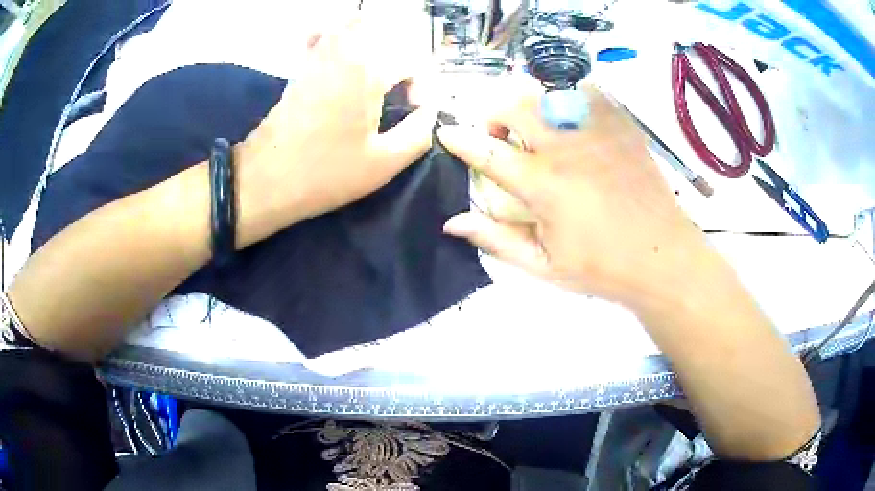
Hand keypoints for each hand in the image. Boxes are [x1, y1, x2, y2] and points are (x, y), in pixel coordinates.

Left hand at [234, 8, 435, 246]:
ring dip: (374, 43)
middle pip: (388, 36)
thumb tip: (430, 112)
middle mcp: (345, 53)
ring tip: (377, 75)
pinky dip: (335, 36)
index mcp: (369, 73)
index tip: (414, 115)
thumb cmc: (325, 175)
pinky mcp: (301, 67)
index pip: (415, 61)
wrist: (265, 181)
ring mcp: (318, 56)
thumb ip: (419, 133)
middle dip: (403, 63)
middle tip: (399, 95)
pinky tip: (341, 56)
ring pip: (353, 26)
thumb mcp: (384, 163)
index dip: (424, 87)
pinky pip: (321, 35)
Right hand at [438, 81, 708, 307]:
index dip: (460, 139)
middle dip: (496, 115)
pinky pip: (586, 93)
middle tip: (504, 139)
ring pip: (548, 92)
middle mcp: (567, 148)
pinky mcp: (622, 126)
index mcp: (544, 185)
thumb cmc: (602, 267)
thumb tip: (453, 222)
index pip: (488, 152)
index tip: (445, 132)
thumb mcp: (544, 266)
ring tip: (540, 130)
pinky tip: (574, 125)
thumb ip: (496, 240)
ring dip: (532, 105)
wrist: (663, 257)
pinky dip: (568, 100)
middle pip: (516, 105)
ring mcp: (598, 131)